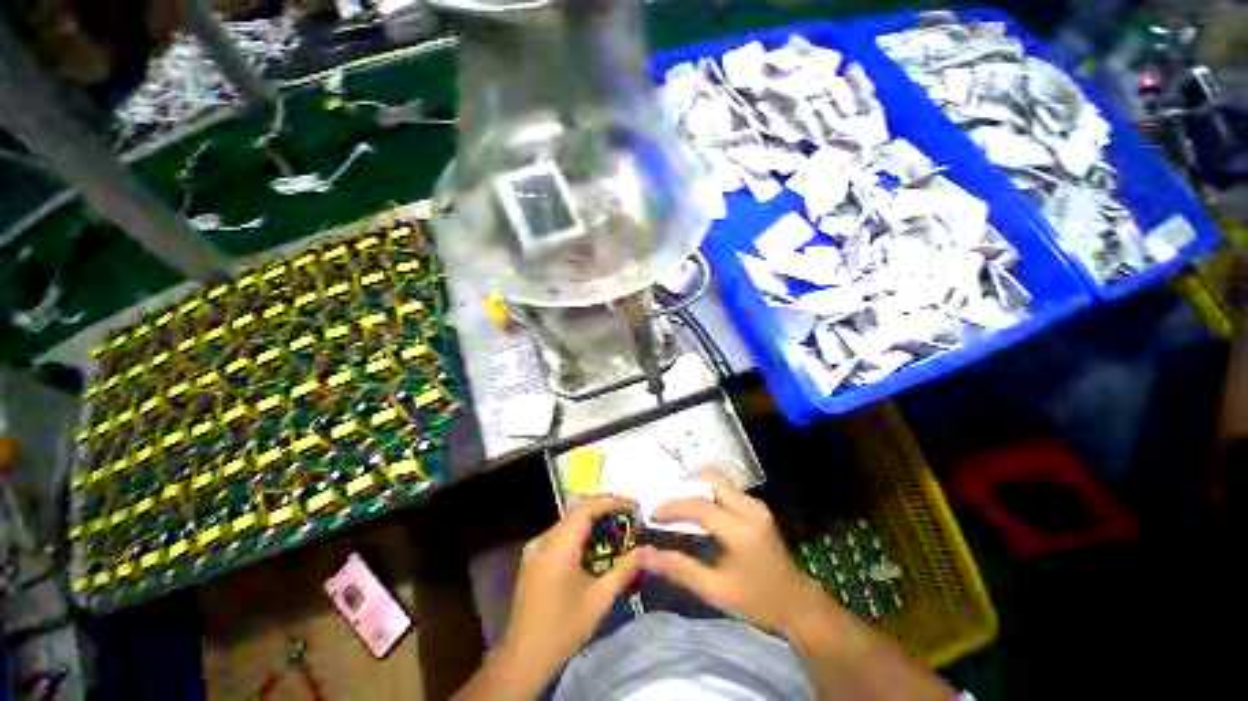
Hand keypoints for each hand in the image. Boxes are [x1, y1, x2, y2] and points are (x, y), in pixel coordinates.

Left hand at [500, 495, 648, 676]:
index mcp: (558, 546)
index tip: (632, 506)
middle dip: (604, 510)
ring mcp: (536, 549)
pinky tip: (594, 547)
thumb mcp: (600, 599)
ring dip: (592, 521)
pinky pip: (560, 535)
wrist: (523, 659)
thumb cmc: (564, 628)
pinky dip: (579, 534)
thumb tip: (648, 550)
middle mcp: (544, 540)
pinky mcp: (534, 559)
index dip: (610, 502)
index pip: (586, 508)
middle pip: (577, 511)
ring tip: (616, 528)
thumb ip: (625, 569)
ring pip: (568, 522)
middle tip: (628, 516)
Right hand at [642, 469, 818, 633]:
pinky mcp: (758, 506)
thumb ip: (679, 568)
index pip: (700, 506)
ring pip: (720, 480)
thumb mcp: (715, 590)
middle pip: (712, 479)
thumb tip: (645, 555)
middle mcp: (750, 509)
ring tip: (679, 505)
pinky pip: (728, 489)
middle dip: (685, 486)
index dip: (673, 506)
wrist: (797, 603)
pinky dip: (709, 492)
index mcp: (740, 531)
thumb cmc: (756, 601)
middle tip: (667, 502)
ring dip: (696, 487)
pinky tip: (700, 510)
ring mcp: (757, 505)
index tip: (652, 512)